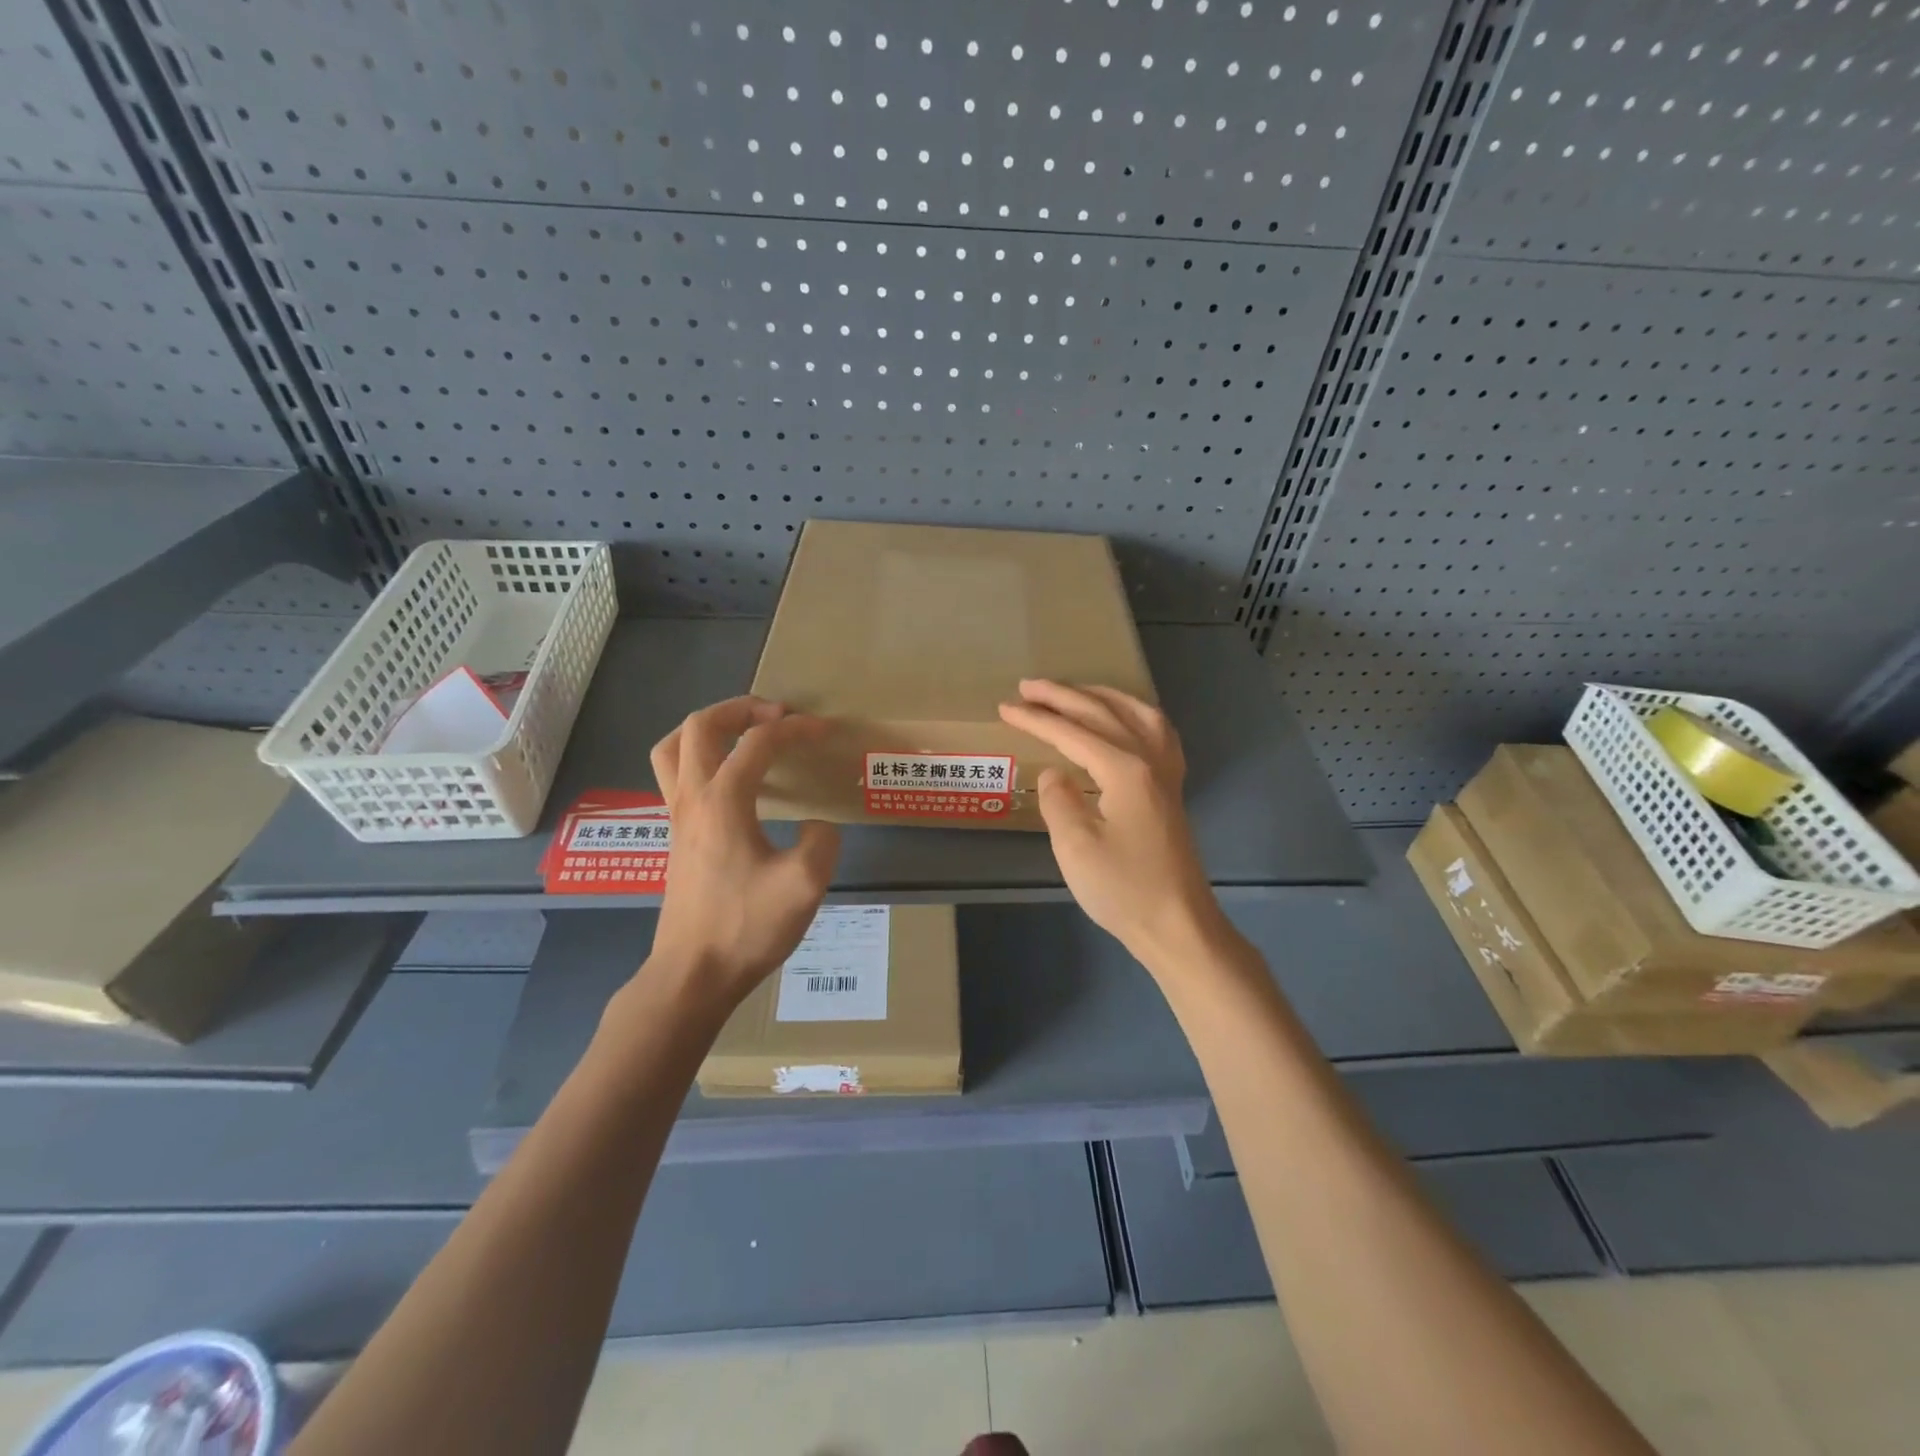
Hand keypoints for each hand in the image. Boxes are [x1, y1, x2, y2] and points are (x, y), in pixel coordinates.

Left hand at [643, 697, 840, 1007]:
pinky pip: (675, 775)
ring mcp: (676, 817)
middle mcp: (692, 798)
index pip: (759, 743)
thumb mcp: (804, 885)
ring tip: (742, 733)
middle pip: (700, 726)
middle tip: (776, 714)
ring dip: (707, 728)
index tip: (824, 730)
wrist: (693, 975)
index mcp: (723, 801)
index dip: (795, 729)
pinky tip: (729, 780)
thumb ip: (822, 842)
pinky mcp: (674, 837)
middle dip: (740, 709)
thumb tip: (816, 827)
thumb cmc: (746, 927)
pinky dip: (699, 757)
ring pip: (673, 747)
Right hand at [997, 680, 1222, 966]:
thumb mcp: (1076, 847)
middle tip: (1027, 686)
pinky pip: (1157, 732)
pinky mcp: (1172, 788)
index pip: (1071, 733)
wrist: (1177, 924)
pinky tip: (1125, 720)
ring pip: (1137, 713)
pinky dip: (1135, 714)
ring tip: (1074, 691)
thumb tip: (1054, 773)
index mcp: (1125, 770)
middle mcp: (1150, 759)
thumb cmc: (1123, 889)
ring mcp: (1166, 772)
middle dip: (1062, 696)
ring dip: (1102, 696)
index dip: (1036, 719)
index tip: (1004, 707)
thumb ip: (1058, 800)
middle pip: (1102, 713)